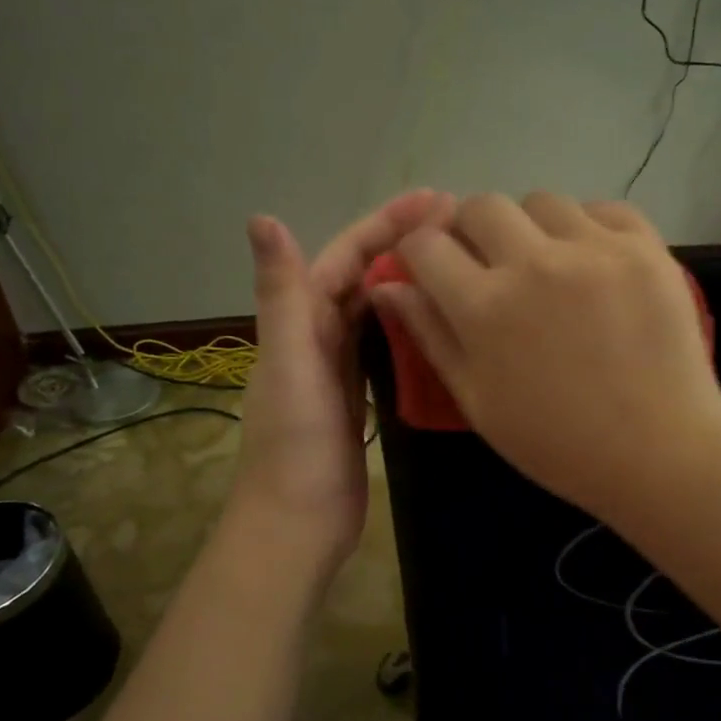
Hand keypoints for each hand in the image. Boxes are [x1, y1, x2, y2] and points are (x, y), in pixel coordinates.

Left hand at [232, 189, 454, 565]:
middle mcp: (316, 335)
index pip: (345, 256)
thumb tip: (262, 217)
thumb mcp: (289, 363)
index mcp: (299, 320)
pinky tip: (436, 321)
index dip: (386, 223)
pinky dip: (406, 326)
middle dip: (403, 244)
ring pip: (374, 309)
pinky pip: (382, 347)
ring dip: (407, 280)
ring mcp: (337, 368)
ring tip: (454, 261)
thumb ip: (281, 294)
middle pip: (362, 276)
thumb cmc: (294, 444)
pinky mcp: (357, 397)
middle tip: (459, 225)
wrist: (298, 521)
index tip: (436, 199)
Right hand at [370, 192, 720, 517]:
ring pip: (542, 202)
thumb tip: (388, 286)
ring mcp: (595, 249)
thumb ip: (430, 336)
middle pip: (481, 206)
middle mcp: (534, 263)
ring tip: (547, 266)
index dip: (419, 252)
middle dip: (470, 229)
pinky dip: (587, 228)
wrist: (658, 453)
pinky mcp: (645, 247)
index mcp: (485, 308)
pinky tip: (593, 263)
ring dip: (530, 227)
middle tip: (488, 263)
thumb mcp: (477, 401)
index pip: (426, 245)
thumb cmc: (557, 442)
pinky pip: (603, 208)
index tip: (431, 266)